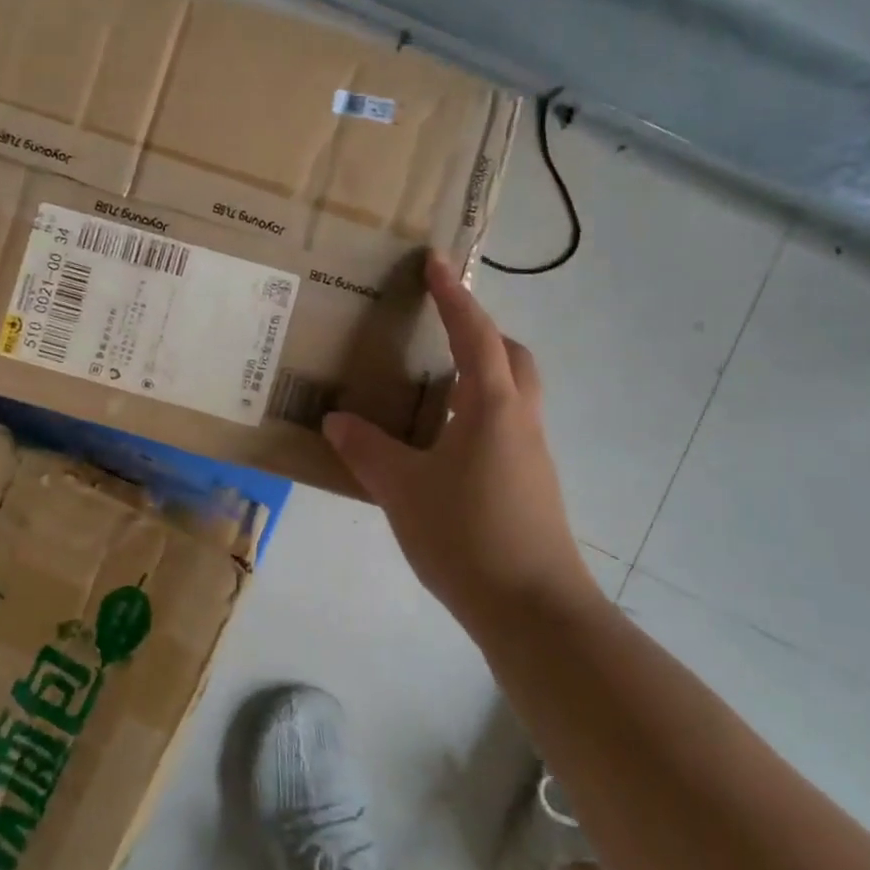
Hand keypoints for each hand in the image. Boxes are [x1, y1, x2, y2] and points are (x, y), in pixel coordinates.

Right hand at [323, 252, 594, 622]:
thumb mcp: (402, 489)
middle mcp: (519, 418)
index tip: (436, 261)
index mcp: (490, 405)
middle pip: (509, 357)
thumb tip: (337, 419)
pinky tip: (442, 444)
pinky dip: (477, 414)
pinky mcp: (532, 482)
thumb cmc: (466, 535)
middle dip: (478, 333)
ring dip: (479, 376)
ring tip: (431, 387)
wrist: (533, 608)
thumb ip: (366, 449)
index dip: (453, 295)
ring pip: (511, 393)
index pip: (473, 333)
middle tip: (438, 332)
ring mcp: (531, 452)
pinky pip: (505, 426)